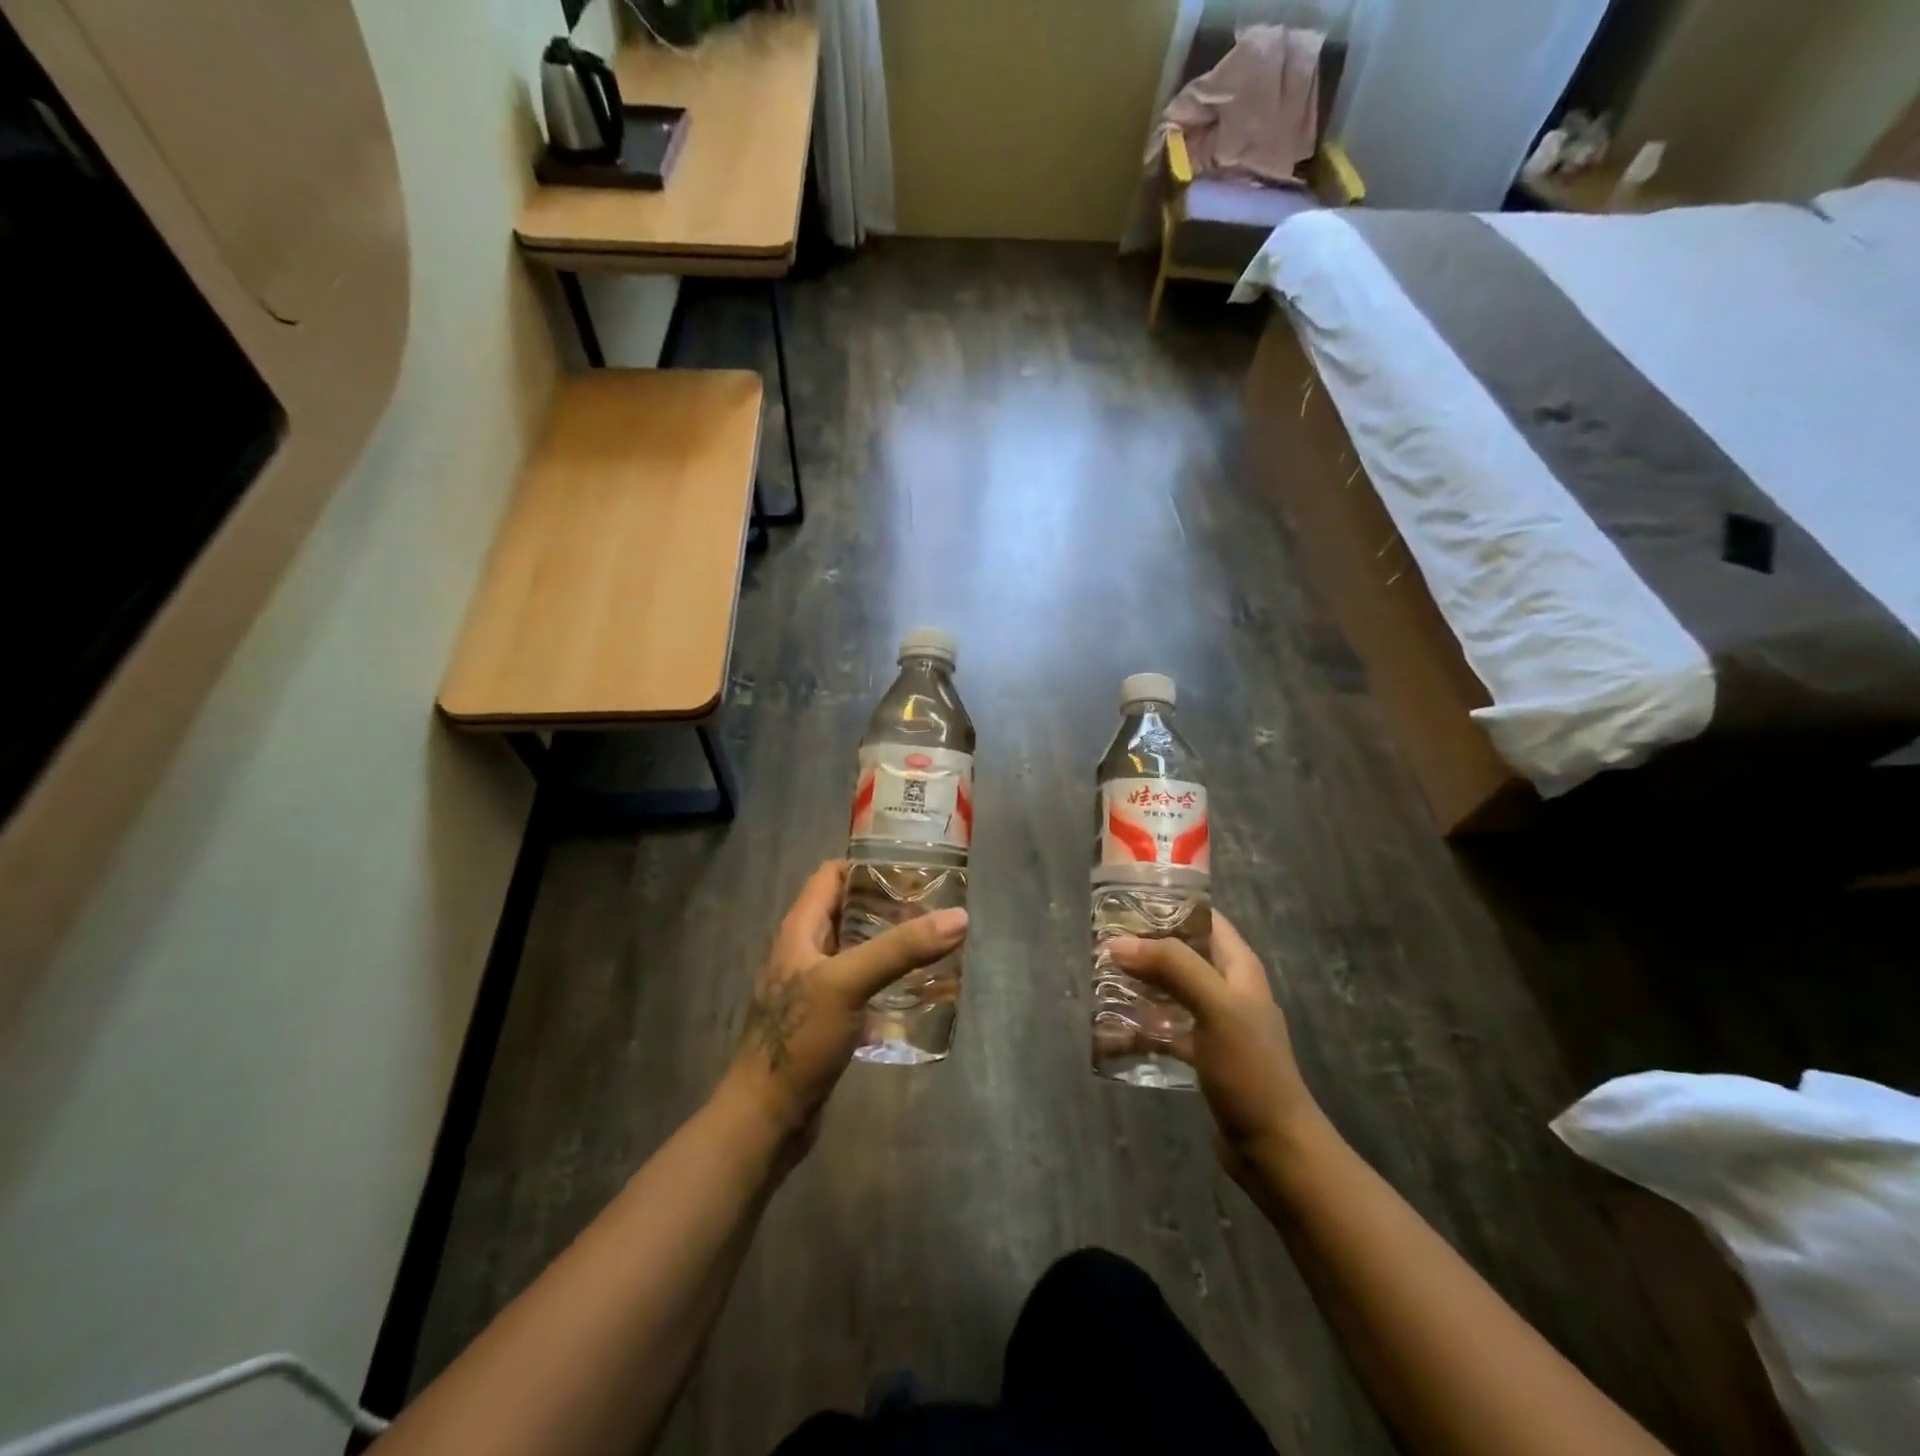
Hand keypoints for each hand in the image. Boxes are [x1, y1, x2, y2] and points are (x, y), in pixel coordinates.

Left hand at [721, 860, 967, 1150]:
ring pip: (858, 951)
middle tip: (934, 907)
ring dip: (891, 945)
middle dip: (889, 906)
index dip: (867, 866)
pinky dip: (888, 981)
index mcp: (800, 930)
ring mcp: (816, 988)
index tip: (911, 869)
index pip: (831, 876)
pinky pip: (862, 987)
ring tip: (934, 943)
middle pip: (849, 912)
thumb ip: (900, 949)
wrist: (767, 1118)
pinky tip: (919, 990)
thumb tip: (958, 917)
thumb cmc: (799, 1039)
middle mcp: (805, 951)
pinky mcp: (828, 1020)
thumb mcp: (848, 983)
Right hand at [1108, 914, 1321, 1178]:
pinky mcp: (1201, 1055)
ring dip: (1138, 986)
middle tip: (1101, 944)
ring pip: (1169, 991)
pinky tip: (1108, 1032)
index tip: (1125, 903)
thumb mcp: (1216, 1007)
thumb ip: (1172, 967)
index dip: (1169, 906)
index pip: (1204, 919)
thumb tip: (1118, 944)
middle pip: (1181, 953)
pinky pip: (1164, 1030)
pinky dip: (1139, 1028)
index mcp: (1239, 968)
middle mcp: (1227, 988)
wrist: (1274, 1148)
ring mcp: (1214, 1023)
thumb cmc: (1250, 1069)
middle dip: (1144, 947)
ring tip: (1098, 981)